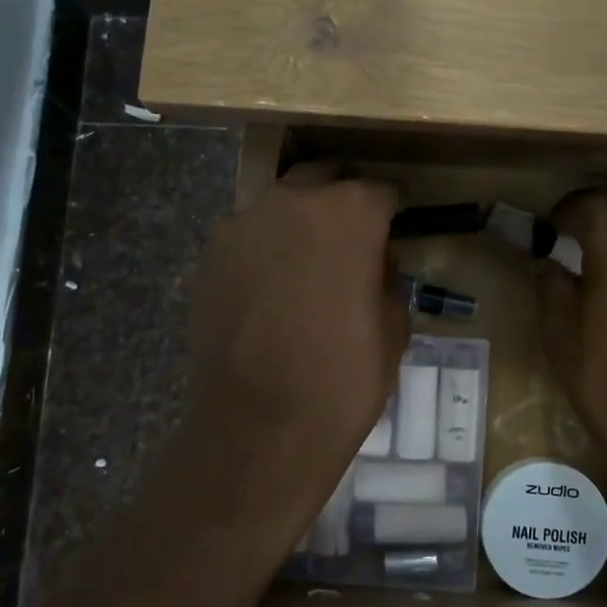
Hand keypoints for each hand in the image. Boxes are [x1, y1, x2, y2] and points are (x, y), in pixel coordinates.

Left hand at [186, 162, 406, 510]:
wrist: (259, 426)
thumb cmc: (344, 378)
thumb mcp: (394, 328)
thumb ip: (386, 279)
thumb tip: (373, 266)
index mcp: (350, 212)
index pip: (381, 191)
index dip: (392, 211)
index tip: (396, 229)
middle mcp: (294, 202)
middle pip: (324, 179)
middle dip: (342, 200)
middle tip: (352, 238)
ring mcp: (243, 225)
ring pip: (280, 204)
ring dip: (299, 222)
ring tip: (307, 264)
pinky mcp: (210, 256)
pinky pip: (248, 237)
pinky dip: (265, 249)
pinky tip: (271, 289)